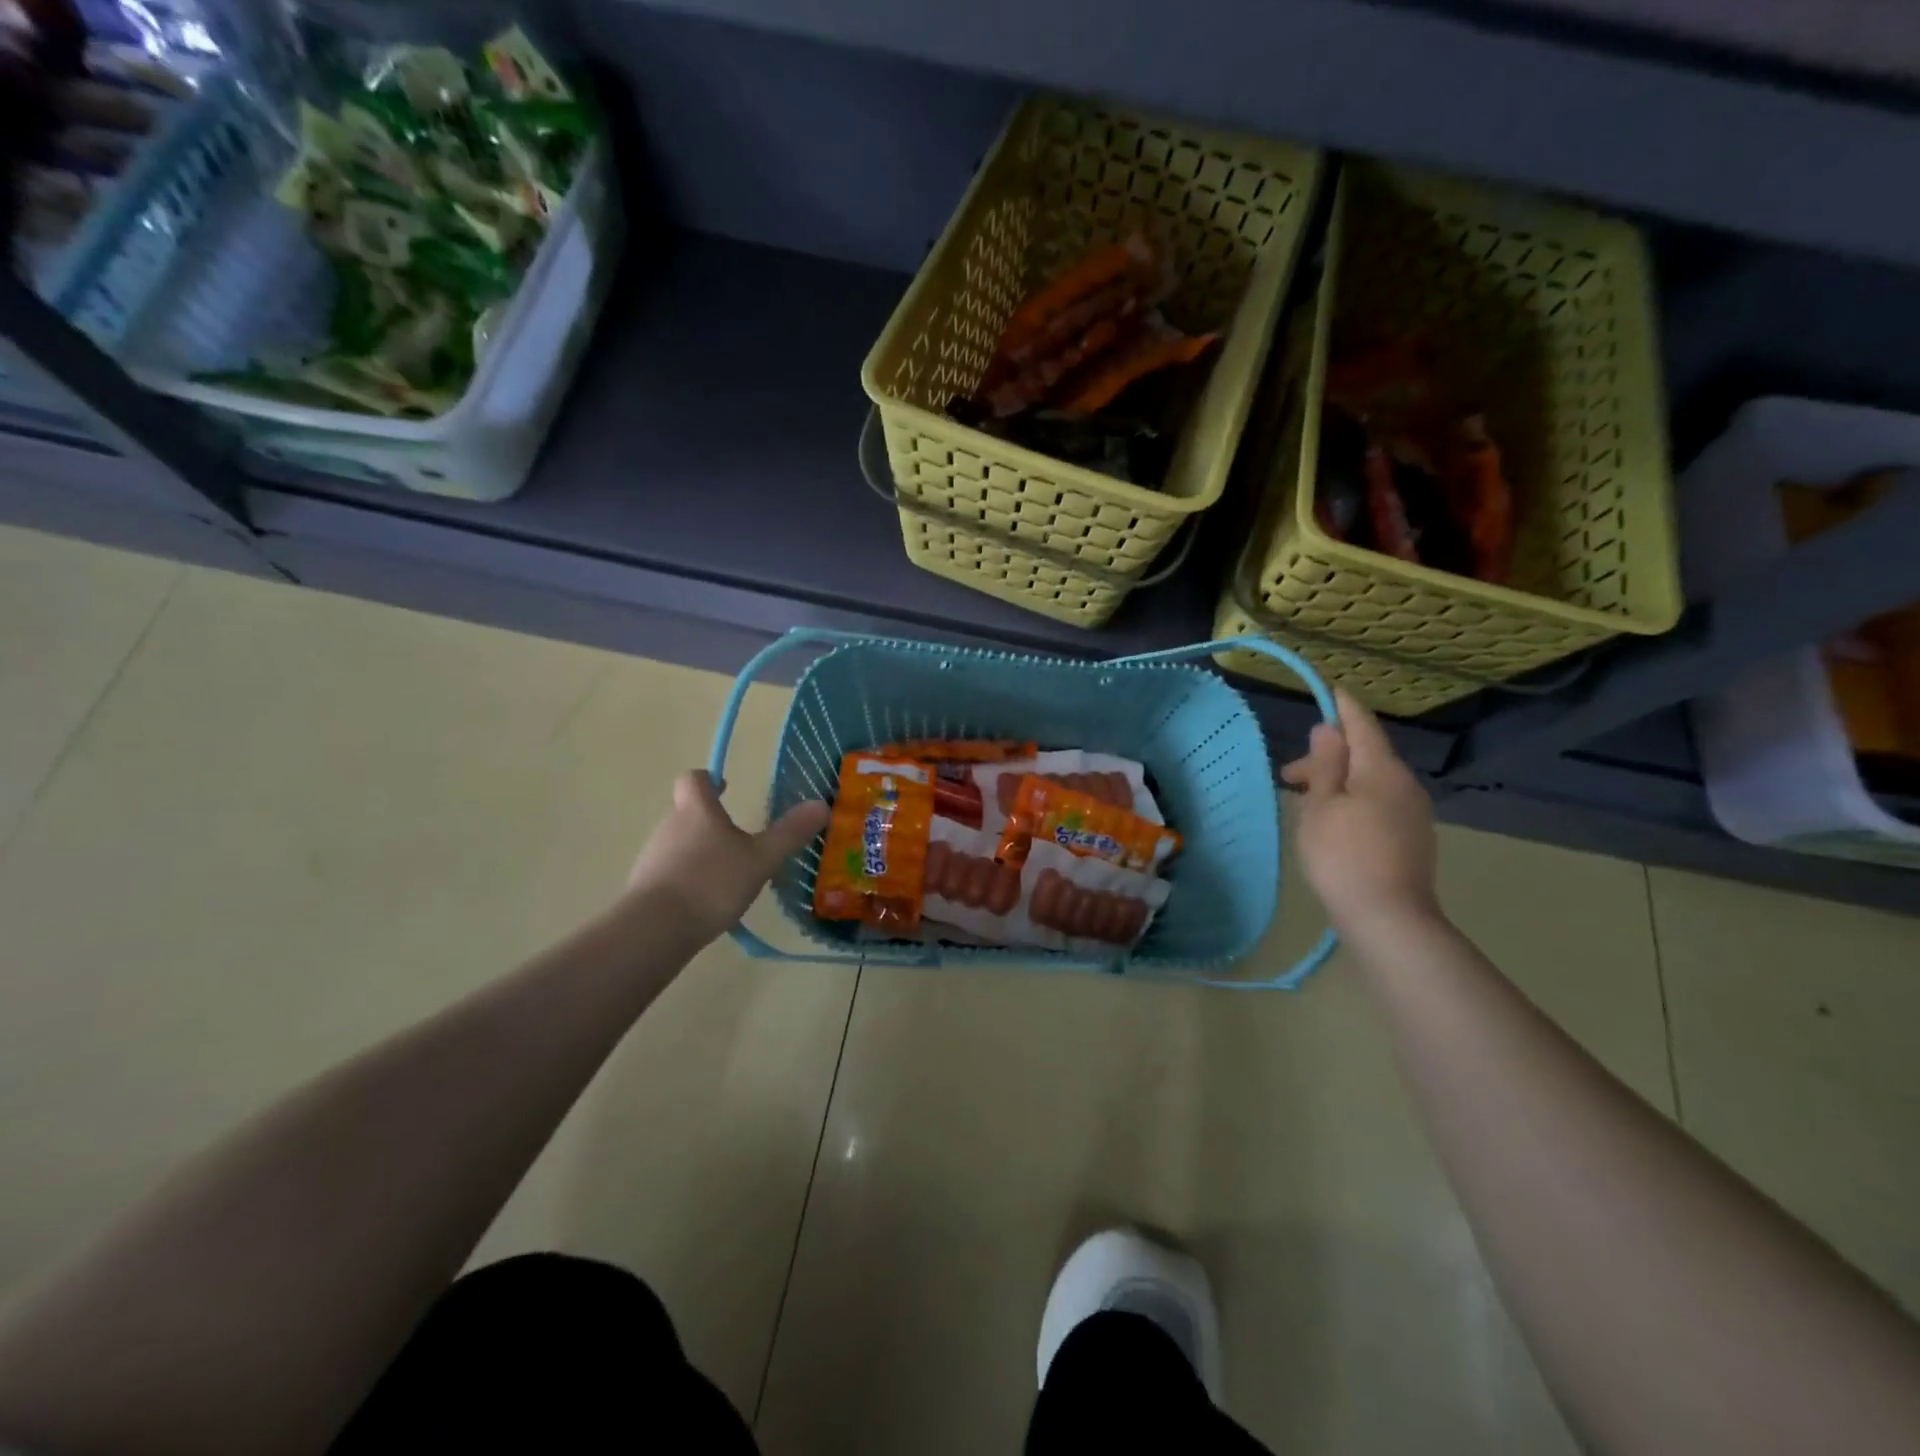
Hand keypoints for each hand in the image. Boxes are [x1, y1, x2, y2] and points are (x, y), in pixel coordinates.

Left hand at [627, 770, 830, 944]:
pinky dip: (687, 879)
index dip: (708, 780)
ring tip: (726, 876)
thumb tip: (821, 804)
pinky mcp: (644, 887)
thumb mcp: (761, 859)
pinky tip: (706, 903)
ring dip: (699, 852)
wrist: (655, 929)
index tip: (724, 788)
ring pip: (678, 844)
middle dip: (710, 822)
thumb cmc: (712, 883)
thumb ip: (790, 833)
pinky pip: (669, 873)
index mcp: (697, 811)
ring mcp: (652, 857)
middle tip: (739, 841)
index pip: (693, 779)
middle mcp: (669, 826)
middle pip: (687, 812)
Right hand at [1281, 688, 1440, 931]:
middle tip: (1289, 777)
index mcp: (1381, 769)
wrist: (1389, 918)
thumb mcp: (1321, 805)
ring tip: (1305, 803)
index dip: (1342, 707)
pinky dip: (1353, 801)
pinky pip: (1379, 804)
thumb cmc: (1343, 855)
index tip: (1328, 690)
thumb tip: (1328, 729)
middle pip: (1365, 755)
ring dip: (1338, 782)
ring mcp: (1414, 813)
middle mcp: (1405, 784)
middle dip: (1329, 756)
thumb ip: (1325, 764)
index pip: (1361, 725)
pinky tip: (1333, 824)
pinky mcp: (1413, 839)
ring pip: (1371, 782)